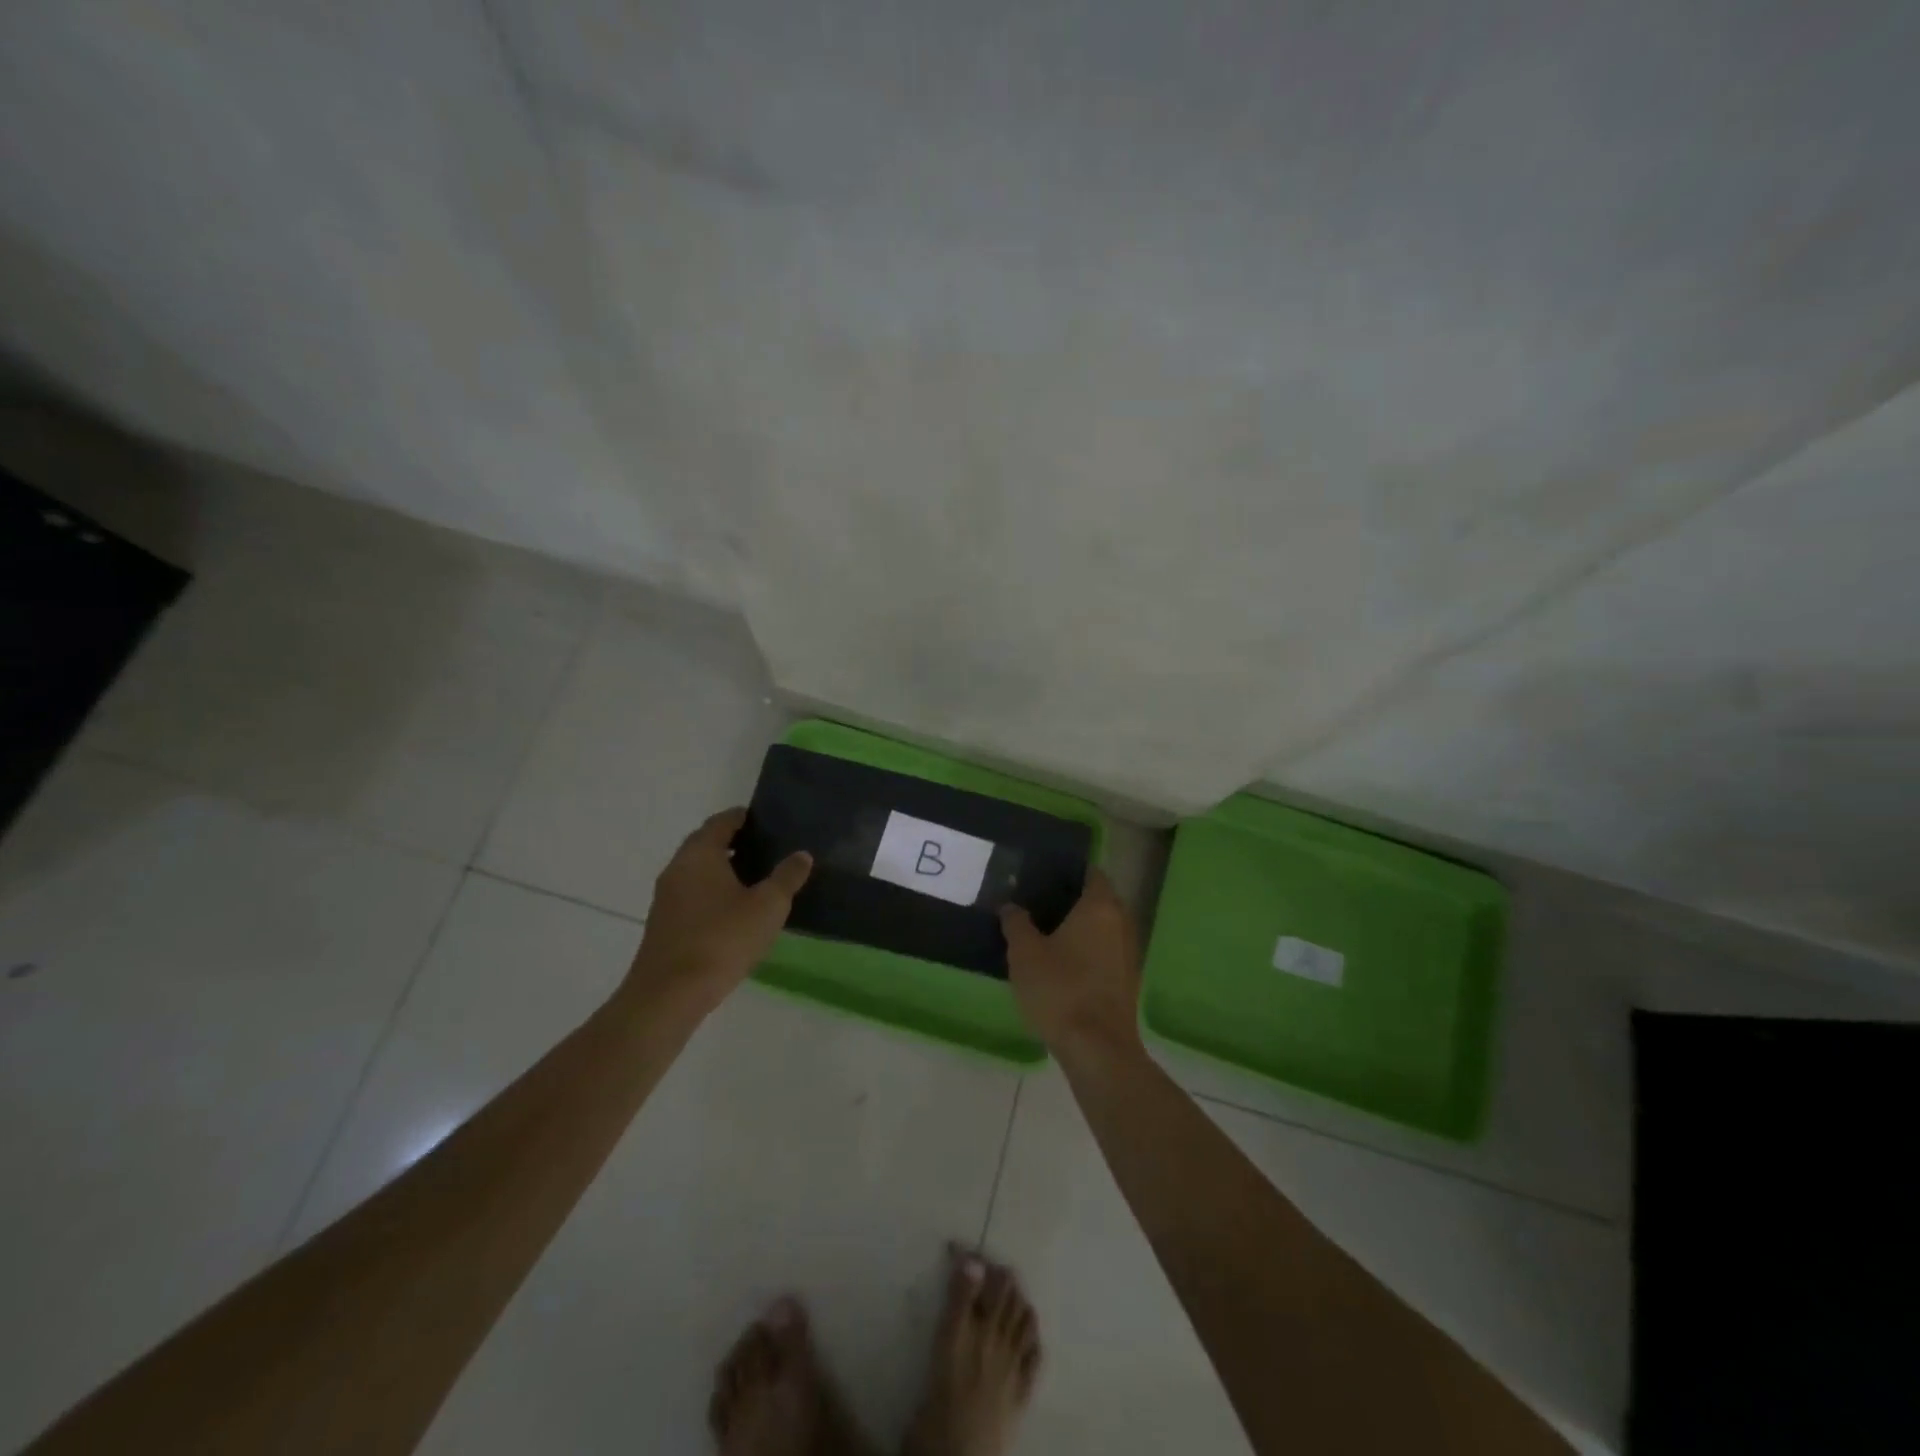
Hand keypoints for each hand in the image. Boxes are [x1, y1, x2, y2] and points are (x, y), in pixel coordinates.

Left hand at [625, 808, 811, 1014]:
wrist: (670, 994)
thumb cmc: (722, 939)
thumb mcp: (768, 906)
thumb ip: (786, 877)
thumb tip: (801, 855)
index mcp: (700, 854)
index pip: (721, 822)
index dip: (742, 817)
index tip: (764, 820)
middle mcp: (677, 868)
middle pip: (705, 844)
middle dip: (732, 842)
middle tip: (764, 847)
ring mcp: (666, 898)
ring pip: (696, 871)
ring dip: (721, 869)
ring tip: (754, 879)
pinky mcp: (664, 924)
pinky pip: (691, 895)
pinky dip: (711, 892)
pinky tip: (733, 911)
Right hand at [999, 868, 1143, 1061]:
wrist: (1097, 1049)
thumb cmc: (1060, 990)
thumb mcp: (1024, 953)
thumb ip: (1016, 923)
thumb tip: (1010, 905)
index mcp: (1100, 906)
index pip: (1091, 872)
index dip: (1069, 870)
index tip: (1044, 872)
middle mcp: (1122, 922)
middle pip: (1098, 899)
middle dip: (1072, 899)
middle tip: (1038, 901)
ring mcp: (1129, 952)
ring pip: (1103, 927)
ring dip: (1081, 927)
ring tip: (1045, 931)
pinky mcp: (1128, 980)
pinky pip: (1106, 951)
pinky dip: (1088, 950)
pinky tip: (1062, 962)